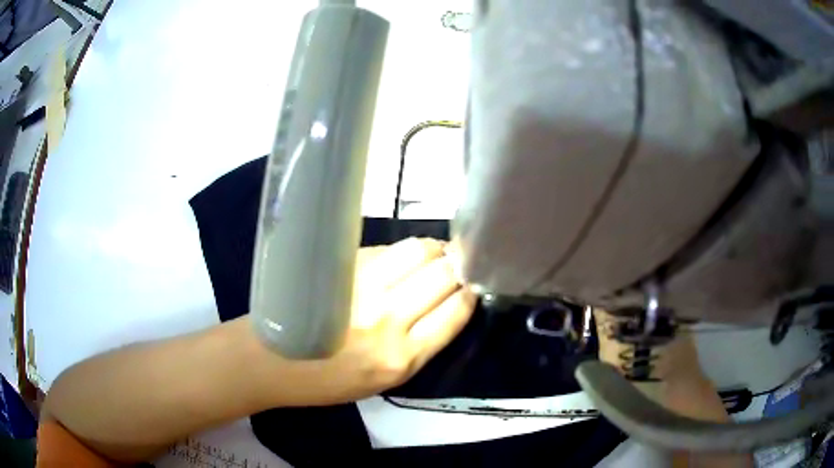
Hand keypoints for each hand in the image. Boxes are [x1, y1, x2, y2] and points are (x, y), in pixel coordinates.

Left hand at [254, 238, 476, 406]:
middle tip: (457, 265)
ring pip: (419, 252)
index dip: (469, 294)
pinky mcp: (343, 266)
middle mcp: (387, 319)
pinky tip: (403, 258)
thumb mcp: (383, 381)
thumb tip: (446, 302)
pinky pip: (389, 249)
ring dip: (436, 250)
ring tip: (436, 255)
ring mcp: (363, 287)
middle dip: (458, 267)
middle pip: (443, 276)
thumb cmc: (327, 381)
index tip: (472, 285)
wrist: (271, 360)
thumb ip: (419, 345)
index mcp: (401, 358)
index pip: (454, 313)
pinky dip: (405, 251)